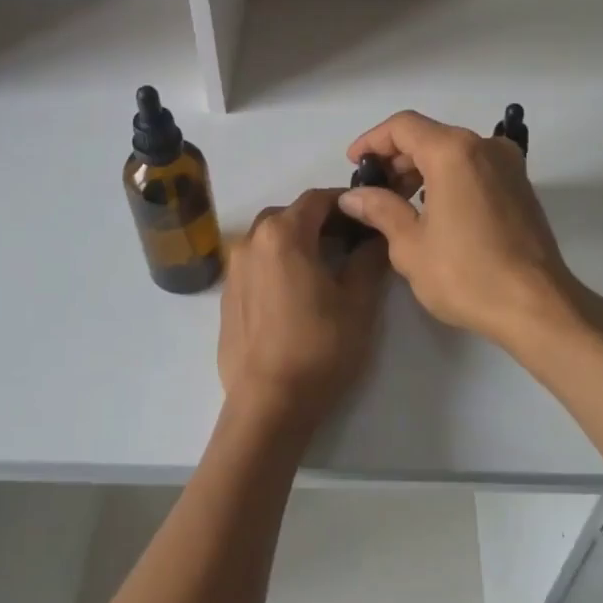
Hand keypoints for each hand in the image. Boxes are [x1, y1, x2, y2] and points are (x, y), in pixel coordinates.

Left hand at [217, 188, 389, 440]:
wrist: (268, 403)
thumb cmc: (319, 347)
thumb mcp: (357, 303)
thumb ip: (368, 260)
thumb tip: (376, 238)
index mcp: (283, 234)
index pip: (318, 199)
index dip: (347, 202)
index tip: (370, 215)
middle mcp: (251, 241)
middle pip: (291, 215)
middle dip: (322, 221)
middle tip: (352, 241)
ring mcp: (233, 269)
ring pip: (270, 239)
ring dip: (298, 242)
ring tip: (326, 267)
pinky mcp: (226, 296)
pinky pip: (256, 264)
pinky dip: (278, 264)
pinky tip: (297, 292)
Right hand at [337, 111, 580, 348]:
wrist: (536, 306)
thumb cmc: (466, 274)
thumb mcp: (410, 245)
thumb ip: (380, 209)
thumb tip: (353, 196)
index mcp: (454, 152)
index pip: (403, 127)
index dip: (372, 140)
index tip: (354, 164)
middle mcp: (484, 147)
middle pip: (430, 135)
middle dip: (396, 158)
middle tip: (372, 189)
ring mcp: (508, 165)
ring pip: (453, 151)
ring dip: (422, 169)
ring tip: (398, 202)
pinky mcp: (521, 186)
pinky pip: (474, 167)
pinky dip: (448, 177)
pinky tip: (433, 209)